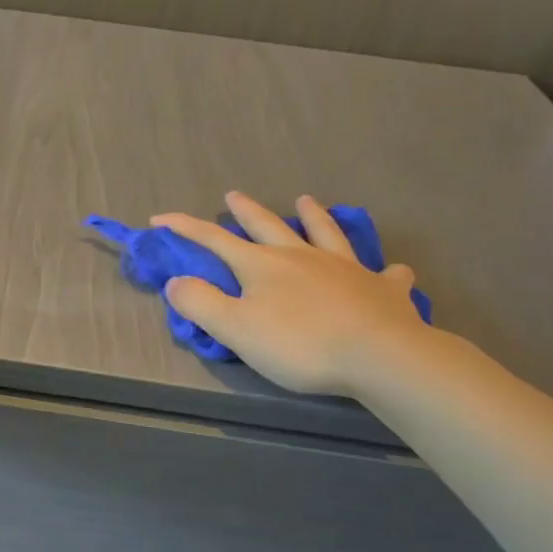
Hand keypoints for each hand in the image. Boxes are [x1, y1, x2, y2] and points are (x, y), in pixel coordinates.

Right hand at [154, 192, 430, 396]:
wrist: (380, 356)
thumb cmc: (300, 344)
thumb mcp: (235, 328)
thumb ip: (201, 303)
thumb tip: (176, 281)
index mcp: (262, 265)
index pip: (214, 239)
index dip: (185, 228)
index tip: (160, 219)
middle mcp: (301, 256)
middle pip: (267, 226)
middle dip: (246, 211)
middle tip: (234, 195)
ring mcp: (345, 268)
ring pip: (325, 233)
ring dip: (313, 216)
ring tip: (306, 201)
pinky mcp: (382, 289)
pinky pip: (384, 274)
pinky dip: (384, 269)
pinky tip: (392, 268)